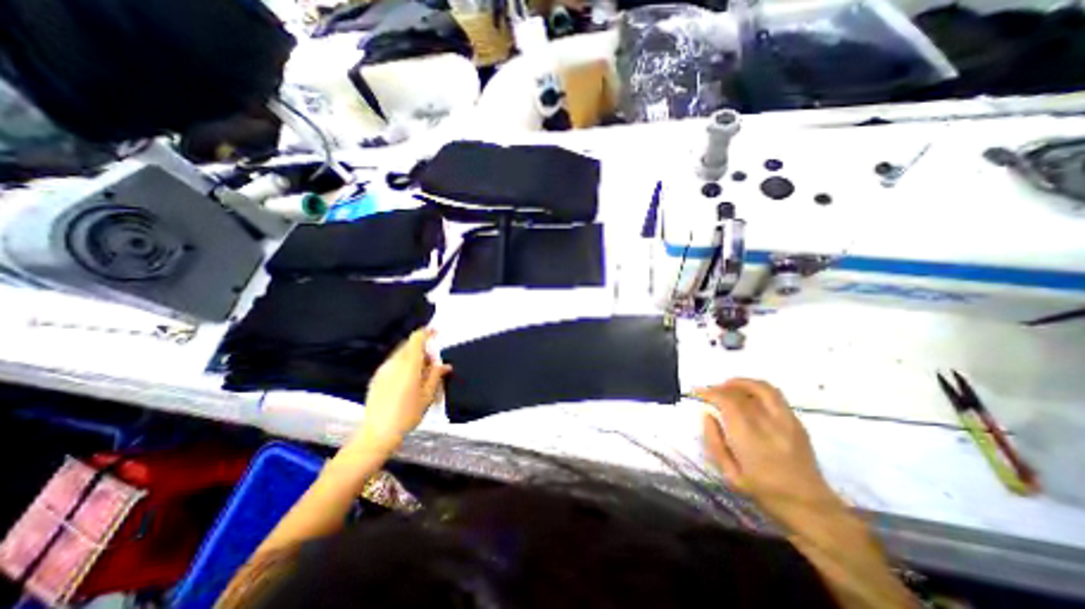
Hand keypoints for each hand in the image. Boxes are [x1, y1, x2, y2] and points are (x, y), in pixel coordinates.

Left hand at [350, 331, 446, 453]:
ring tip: (422, 374)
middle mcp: (394, 363)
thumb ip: (436, 375)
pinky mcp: (377, 378)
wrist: (378, 432)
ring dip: (413, 357)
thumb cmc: (407, 414)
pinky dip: (404, 364)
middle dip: (422, 349)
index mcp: (409, 365)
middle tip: (433, 363)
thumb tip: (444, 365)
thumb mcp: (428, 395)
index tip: (436, 332)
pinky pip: (393, 363)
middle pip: (409, 345)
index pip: (417, 339)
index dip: (427, 332)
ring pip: (401, 354)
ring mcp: (383, 370)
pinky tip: (408, 381)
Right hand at [699, 378, 841, 524]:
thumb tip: (707, 414)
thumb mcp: (729, 473)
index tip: (698, 393)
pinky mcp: (797, 422)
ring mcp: (787, 421)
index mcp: (750, 437)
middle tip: (711, 391)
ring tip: (729, 387)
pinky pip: (775, 395)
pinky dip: (757, 389)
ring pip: (762, 387)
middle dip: (722, 387)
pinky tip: (748, 397)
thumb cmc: (764, 492)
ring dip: (742, 382)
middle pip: (741, 392)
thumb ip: (714, 441)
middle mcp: (769, 424)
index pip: (727, 401)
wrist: (811, 507)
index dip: (710, 392)